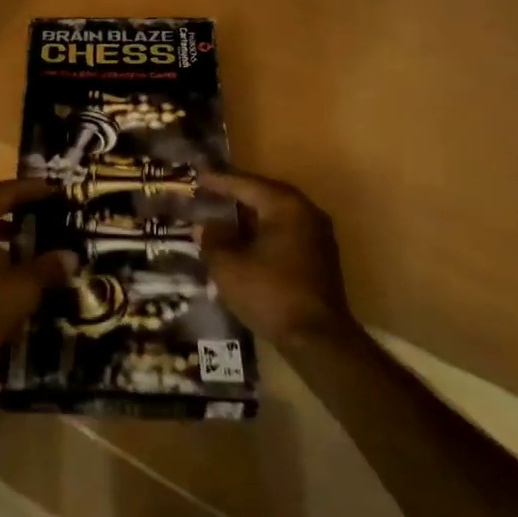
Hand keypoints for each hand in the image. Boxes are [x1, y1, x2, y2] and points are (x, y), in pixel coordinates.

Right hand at [199, 170, 354, 345]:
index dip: (219, 181)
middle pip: (264, 196)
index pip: (246, 184)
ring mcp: (318, 236)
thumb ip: (213, 240)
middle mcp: (306, 212)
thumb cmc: (270, 293)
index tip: (197, 177)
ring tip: (222, 218)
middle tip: (208, 194)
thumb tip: (206, 227)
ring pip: (275, 216)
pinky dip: (263, 234)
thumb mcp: (228, 266)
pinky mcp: (320, 258)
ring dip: (249, 217)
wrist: (318, 338)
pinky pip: (285, 234)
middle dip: (235, 197)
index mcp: (285, 205)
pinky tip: (243, 244)